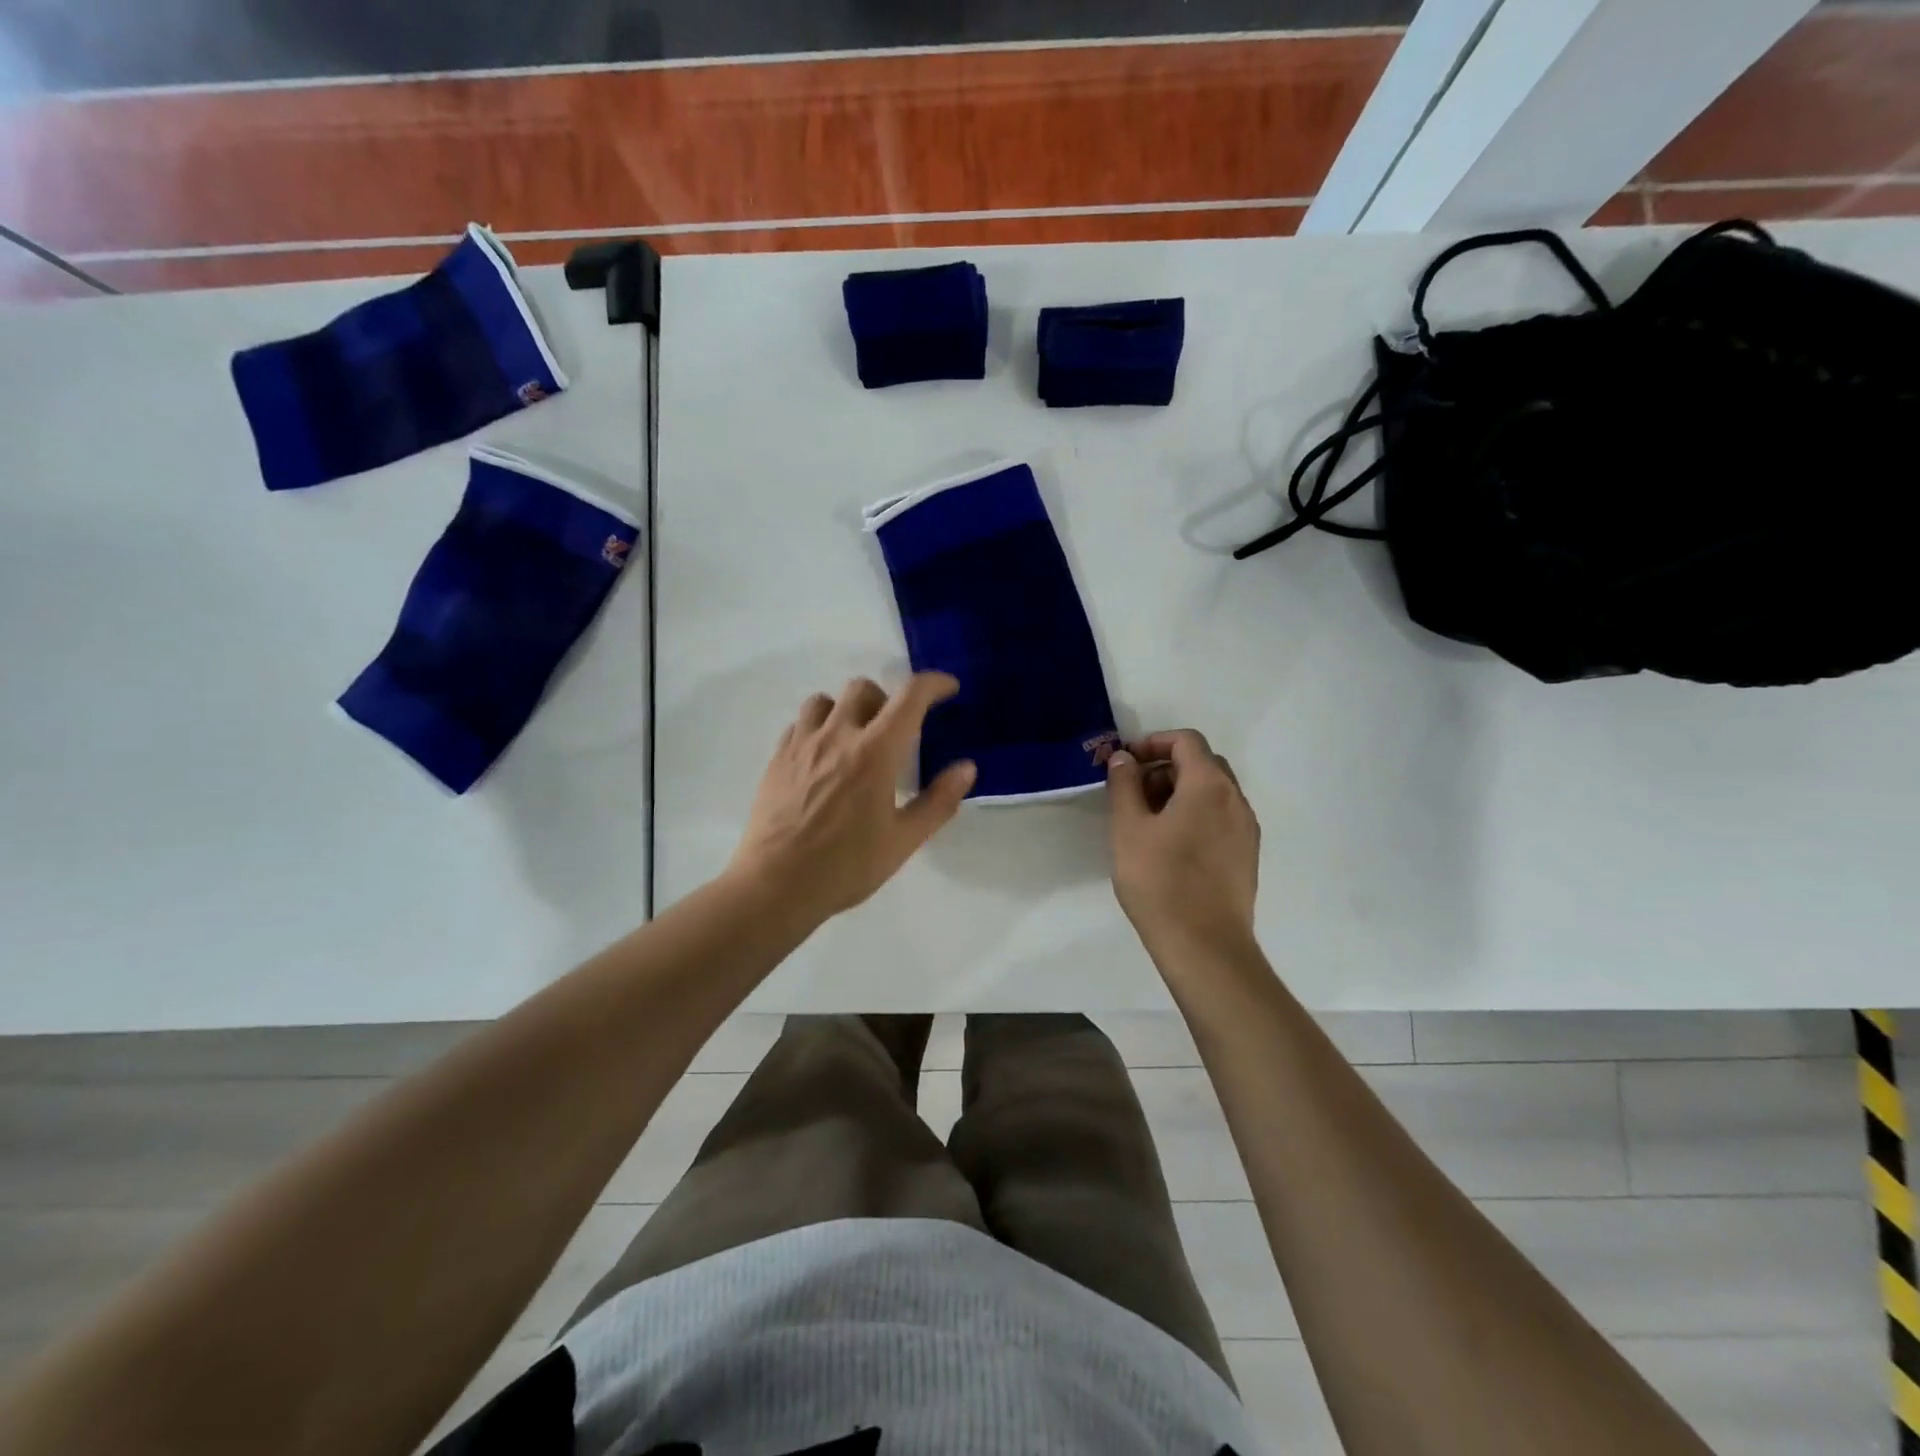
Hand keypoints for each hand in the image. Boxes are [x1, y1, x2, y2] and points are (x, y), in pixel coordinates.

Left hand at [729, 673, 975, 923]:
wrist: (775, 886)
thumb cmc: (846, 867)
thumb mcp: (903, 841)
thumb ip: (938, 801)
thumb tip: (966, 768)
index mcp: (875, 752)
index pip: (910, 696)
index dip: (934, 684)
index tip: (948, 689)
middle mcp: (837, 735)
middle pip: (862, 688)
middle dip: (886, 698)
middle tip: (895, 730)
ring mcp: (801, 745)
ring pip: (824, 700)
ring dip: (846, 709)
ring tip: (854, 739)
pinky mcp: (776, 759)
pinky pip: (799, 724)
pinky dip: (817, 727)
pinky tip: (823, 757)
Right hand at [1107, 729, 1260, 959]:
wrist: (1205, 946)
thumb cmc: (1160, 881)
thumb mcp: (1128, 828)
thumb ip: (1124, 785)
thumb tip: (1124, 758)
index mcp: (1209, 785)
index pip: (1186, 741)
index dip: (1152, 743)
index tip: (1125, 764)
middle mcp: (1236, 800)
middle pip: (1202, 764)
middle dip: (1164, 768)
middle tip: (1132, 793)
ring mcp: (1246, 830)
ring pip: (1212, 793)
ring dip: (1179, 793)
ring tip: (1146, 823)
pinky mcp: (1246, 856)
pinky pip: (1220, 818)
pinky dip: (1195, 815)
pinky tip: (1170, 846)